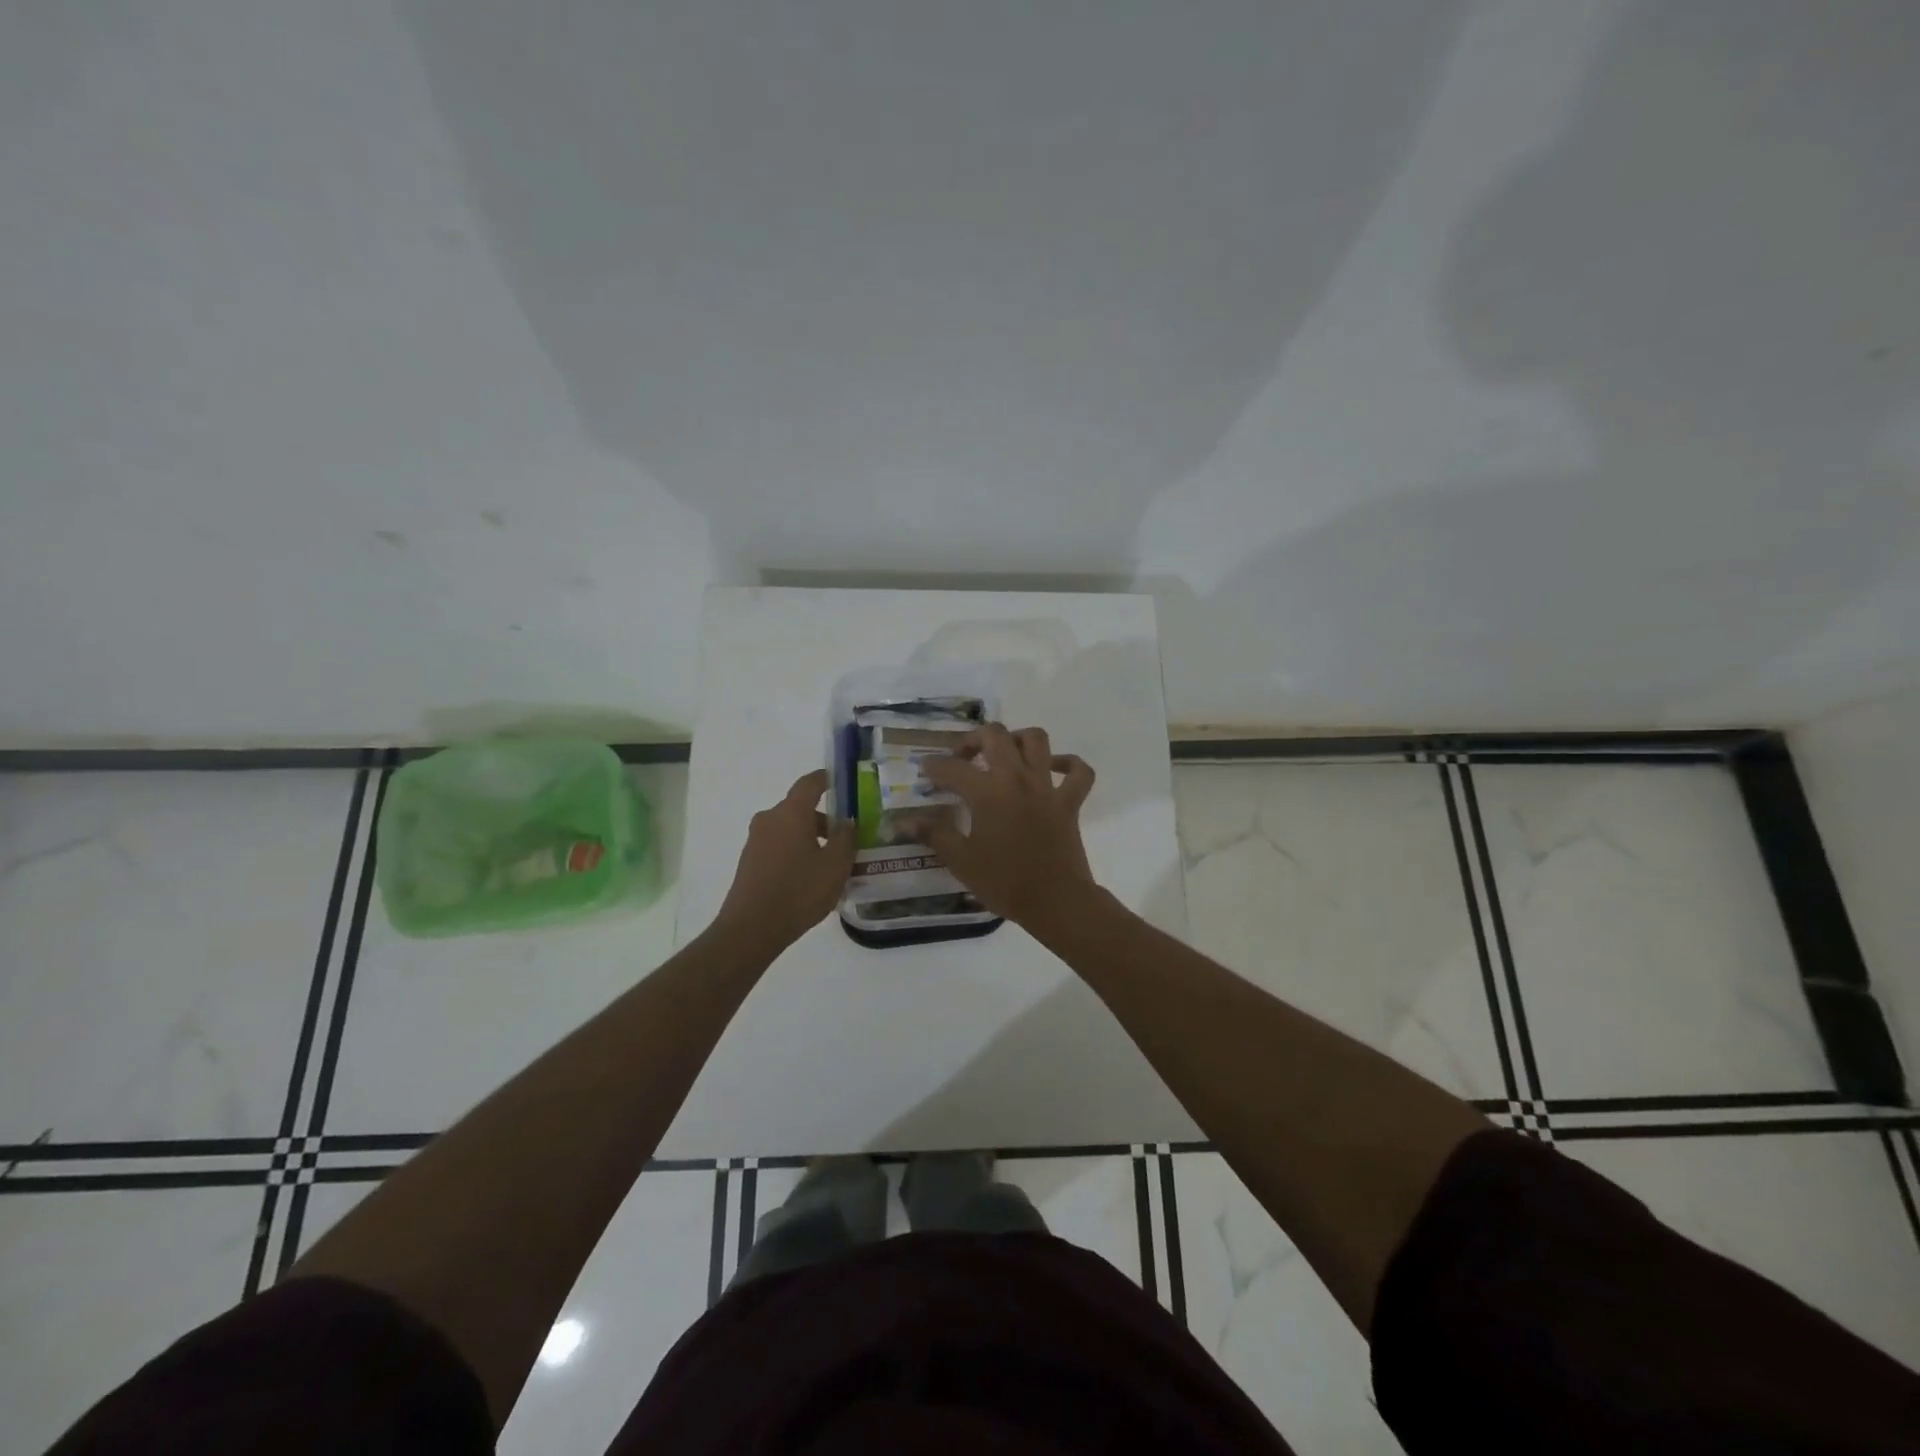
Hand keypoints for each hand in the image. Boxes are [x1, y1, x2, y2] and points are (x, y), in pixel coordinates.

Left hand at [714, 769, 855, 953]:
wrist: (751, 928)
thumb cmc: (799, 891)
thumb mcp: (835, 865)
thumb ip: (846, 838)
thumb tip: (847, 822)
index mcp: (791, 812)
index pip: (810, 783)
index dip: (827, 779)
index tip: (842, 783)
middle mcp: (770, 819)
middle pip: (800, 808)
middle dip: (824, 819)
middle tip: (847, 837)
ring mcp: (755, 840)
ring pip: (789, 828)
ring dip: (810, 838)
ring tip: (831, 863)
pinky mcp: (749, 861)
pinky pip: (779, 846)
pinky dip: (796, 852)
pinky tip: (810, 877)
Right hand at [913, 724, 1098, 928]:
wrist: (1055, 901)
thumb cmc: (1004, 882)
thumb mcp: (961, 860)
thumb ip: (934, 834)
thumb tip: (905, 820)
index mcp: (988, 793)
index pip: (953, 769)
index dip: (934, 767)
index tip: (924, 772)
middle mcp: (1017, 779)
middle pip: (996, 736)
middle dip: (973, 739)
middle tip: (962, 757)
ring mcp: (1047, 787)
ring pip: (1037, 740)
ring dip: (1018, 739)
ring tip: (1004, 754)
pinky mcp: (1070, 802)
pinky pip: (1079, 772)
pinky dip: (1069, 764)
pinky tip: (1053, 768)